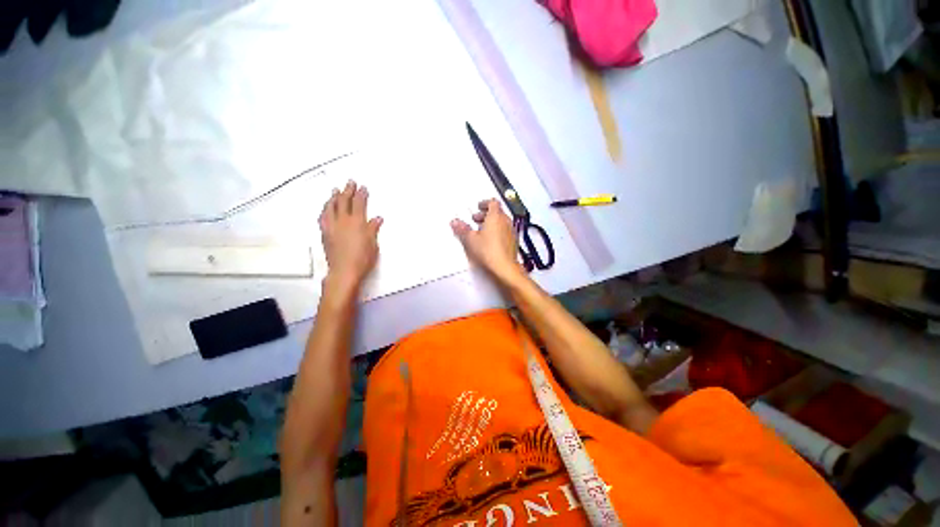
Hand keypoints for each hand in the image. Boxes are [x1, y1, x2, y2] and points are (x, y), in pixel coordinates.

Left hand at [319, 180, 382, 293]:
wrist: (345, 271)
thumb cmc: (362, 258)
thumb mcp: (373, 244)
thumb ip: (373, 229)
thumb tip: (377, 218)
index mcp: (357, 222)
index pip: (359, 203)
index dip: (361, 194)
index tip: (363, 187)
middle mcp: (343, 221)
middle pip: (343, 201)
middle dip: (347, 190)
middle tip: (350, 182)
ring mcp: (332, 226)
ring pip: (330, 207)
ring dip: (333, 197)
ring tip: (335, 190)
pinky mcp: (325, 233)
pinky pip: (323, 216)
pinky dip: (325, 209)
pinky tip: (326, 208)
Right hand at [451, 199, 524, 282]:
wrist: (505, 268)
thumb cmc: (490, 252)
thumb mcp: (470, 239)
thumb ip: (462, 229)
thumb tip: (455, 222)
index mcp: (496, 216)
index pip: (493, 202)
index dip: (485, 203)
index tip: (479, 206)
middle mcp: (506, 222)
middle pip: (497, 212)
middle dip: (486, 214)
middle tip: (477, 219)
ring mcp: (511, 232)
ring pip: (502, 222)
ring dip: (492, 223)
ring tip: (482, 231)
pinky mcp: (513, 242)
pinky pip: (505, 232)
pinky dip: (498, 232)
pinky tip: (490, 242)